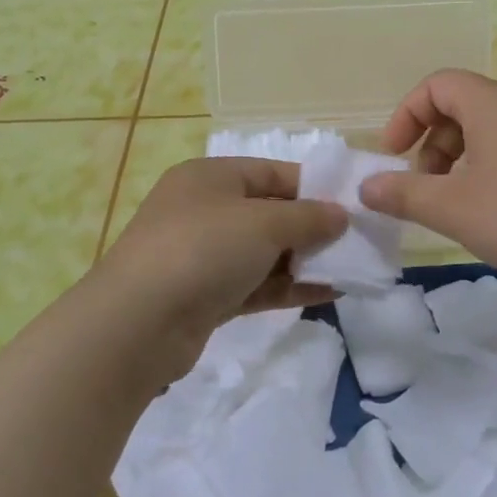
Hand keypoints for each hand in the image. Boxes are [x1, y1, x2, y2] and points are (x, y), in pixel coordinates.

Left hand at [92, 157, 345, 368]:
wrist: (137, 324)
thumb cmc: (203, 250)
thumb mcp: (263, 223)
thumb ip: (308, 217)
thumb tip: (340, 215)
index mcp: (211, 177)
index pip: (273, 172)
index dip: (315, 187)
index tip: (355, 205)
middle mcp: (205, 210)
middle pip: (270, 212)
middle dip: (314, 227)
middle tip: (359, 242)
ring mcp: (203, 255)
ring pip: (265, 252)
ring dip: (306, 260)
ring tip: (353, 269)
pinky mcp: (206, 296)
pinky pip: (257, 284)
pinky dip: (290, 287)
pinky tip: (330, 293)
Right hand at [359, 70, 496, 287]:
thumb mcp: (457, 209)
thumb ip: (405, 195)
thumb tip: (366, 187)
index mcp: (492, 103)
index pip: (436, 85)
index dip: (406, 116)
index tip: (394, 157)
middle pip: (462, 106)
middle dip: (432, 145)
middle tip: (426, 190)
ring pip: (491, 130)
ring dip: (462, 161)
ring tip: (460, 206)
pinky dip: (494, 169)